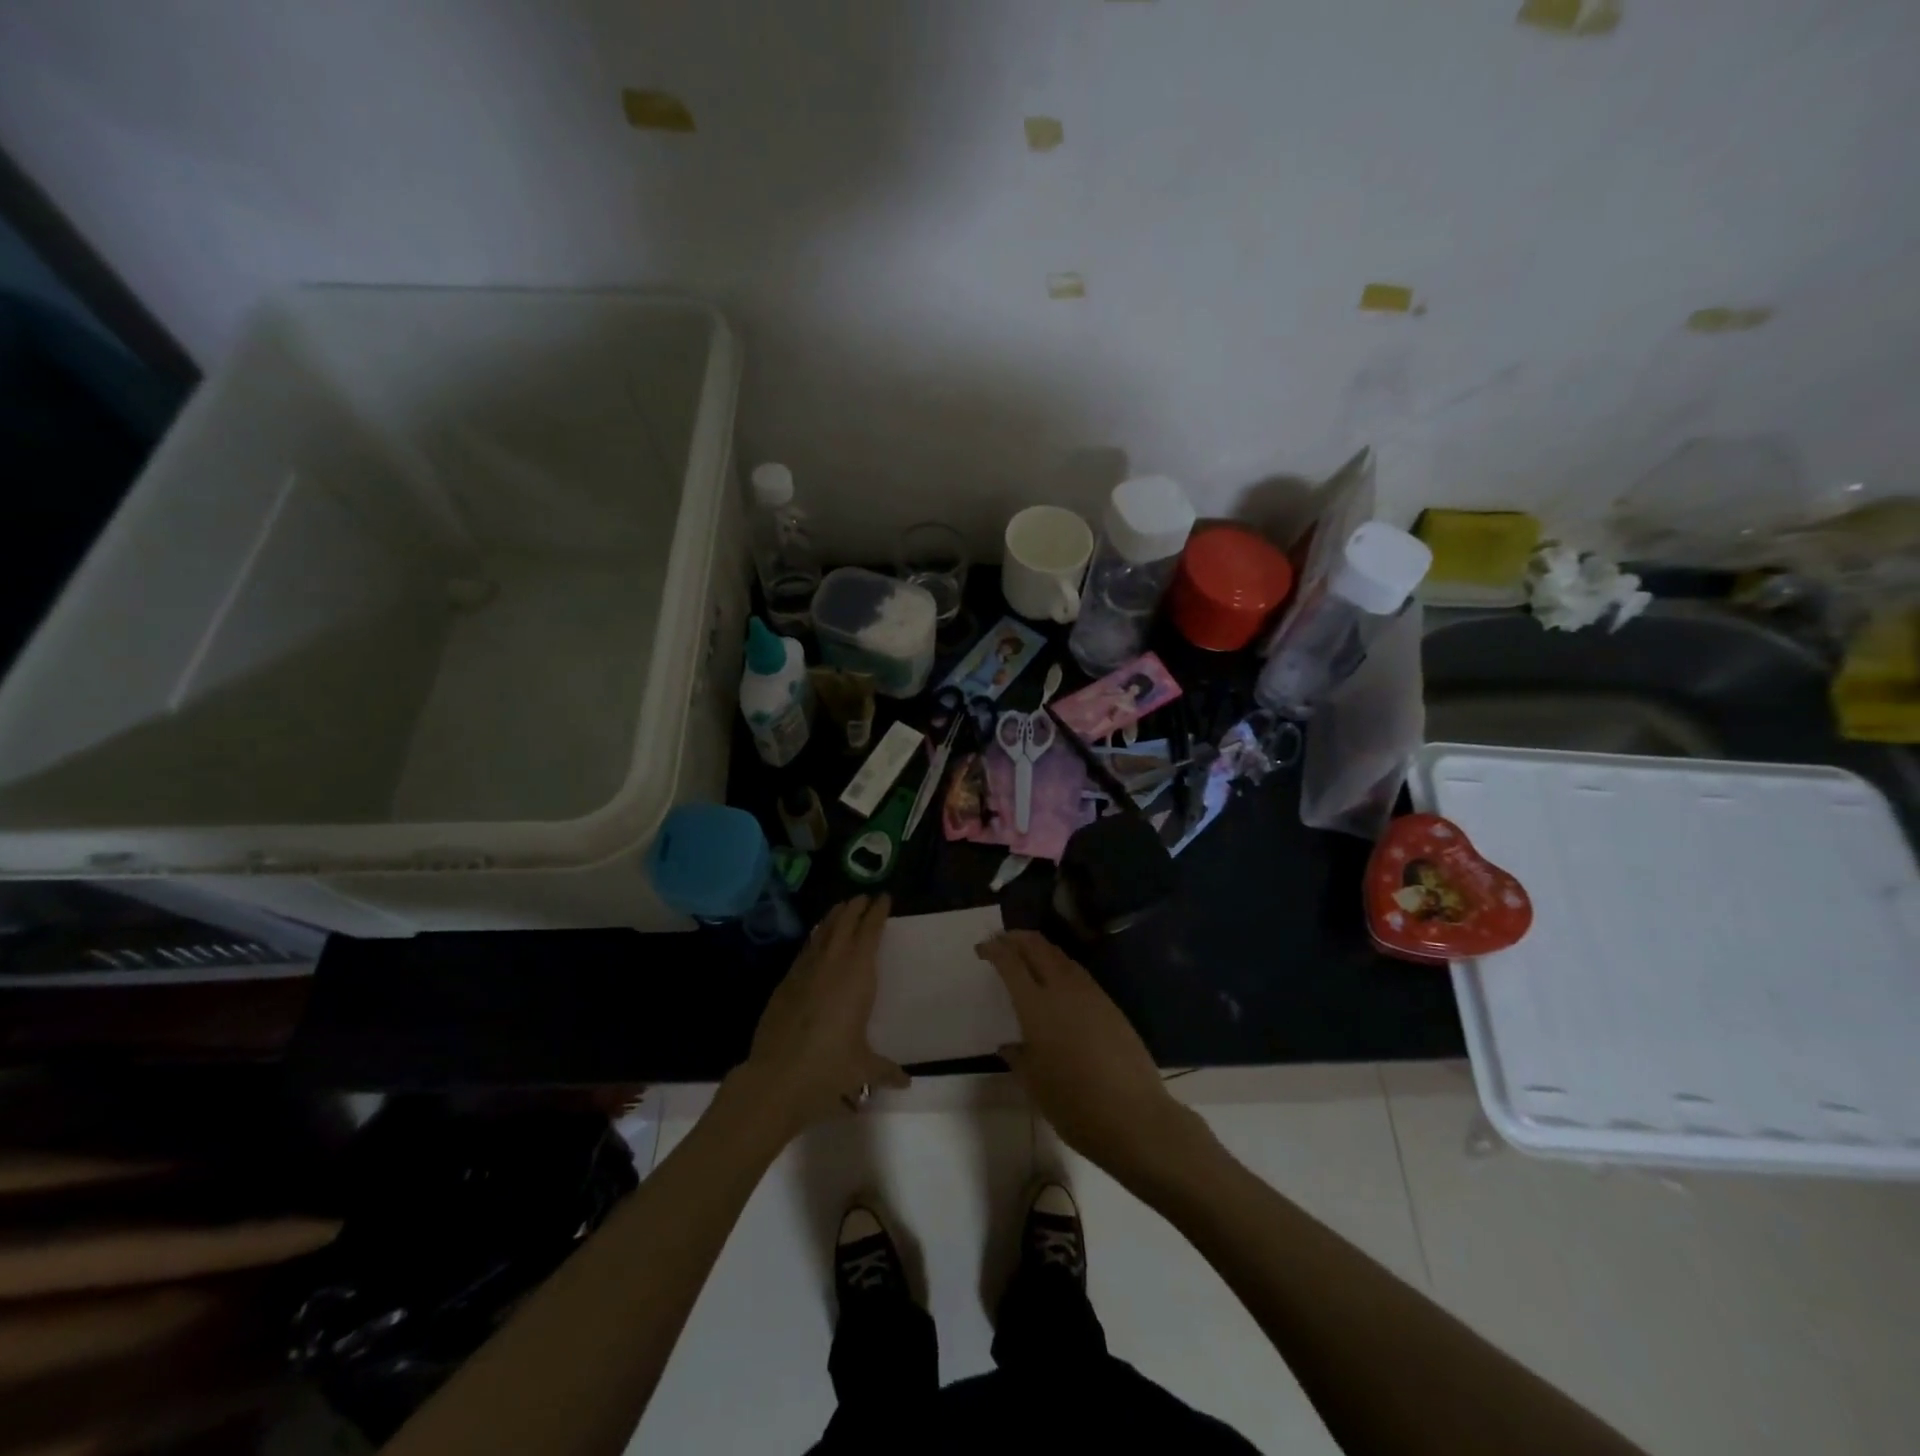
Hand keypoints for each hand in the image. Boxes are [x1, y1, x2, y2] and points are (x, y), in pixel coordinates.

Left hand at [735, 895, 908, 1134]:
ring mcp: (804, 971)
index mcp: (857, 975)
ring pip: (821, 932)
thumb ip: (885, 1070)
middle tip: (863, 897)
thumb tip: (906, 1082)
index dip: (877, 913)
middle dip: (855, 908)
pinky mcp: (784, 983)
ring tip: (841, 908)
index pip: (870, 932)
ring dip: (833, 918)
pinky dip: (814, 939)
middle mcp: (832, 964)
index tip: (884, 897)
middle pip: (844, 923)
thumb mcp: (862, 1069)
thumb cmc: (828, 1068)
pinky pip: (805, 950)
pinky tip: (815, 940)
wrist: (776, 1077)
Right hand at [977, 931, 1202, 1180]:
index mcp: (1036, 1006)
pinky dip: (1060, 965)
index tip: (982, 948)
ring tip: (1026, 955)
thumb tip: (1009, 1046)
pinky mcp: (1110, 1004)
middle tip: (1001, 942)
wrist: (1133, 1116)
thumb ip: (1018, 1058)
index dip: (994, 950)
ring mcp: (1090, 994)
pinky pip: (1078, 972)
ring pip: (1060, 956)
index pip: (1010, 963)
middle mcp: (1063, 989)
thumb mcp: (1034, 1084)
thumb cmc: (1074, 1104)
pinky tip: (1057, 981)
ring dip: (1040, 948)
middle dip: (1016, 938)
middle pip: (1037, 947)